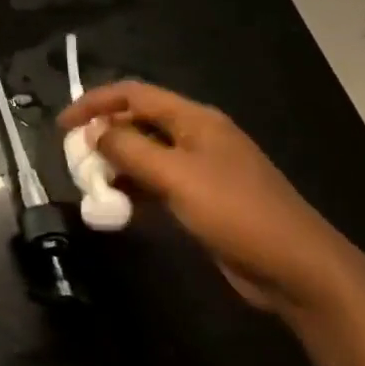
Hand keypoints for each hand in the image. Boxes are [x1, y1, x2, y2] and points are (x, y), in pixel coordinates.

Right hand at [58, 80, 362, 317]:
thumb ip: (130, 150)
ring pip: (146, 153)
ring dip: (117, 163)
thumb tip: (93, 133)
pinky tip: (119, 203)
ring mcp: (203, 168)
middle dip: (104, 134)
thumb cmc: (237, 213)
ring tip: (91, 182)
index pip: (134, 94)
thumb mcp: (176, 177)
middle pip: (139, 121)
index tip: (63, 125)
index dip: (95, 103)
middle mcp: (197, 136)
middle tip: (74, 157)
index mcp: (195, 120)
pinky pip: (159, 181)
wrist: (301, 271)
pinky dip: (135, 186)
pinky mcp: (205, 198)